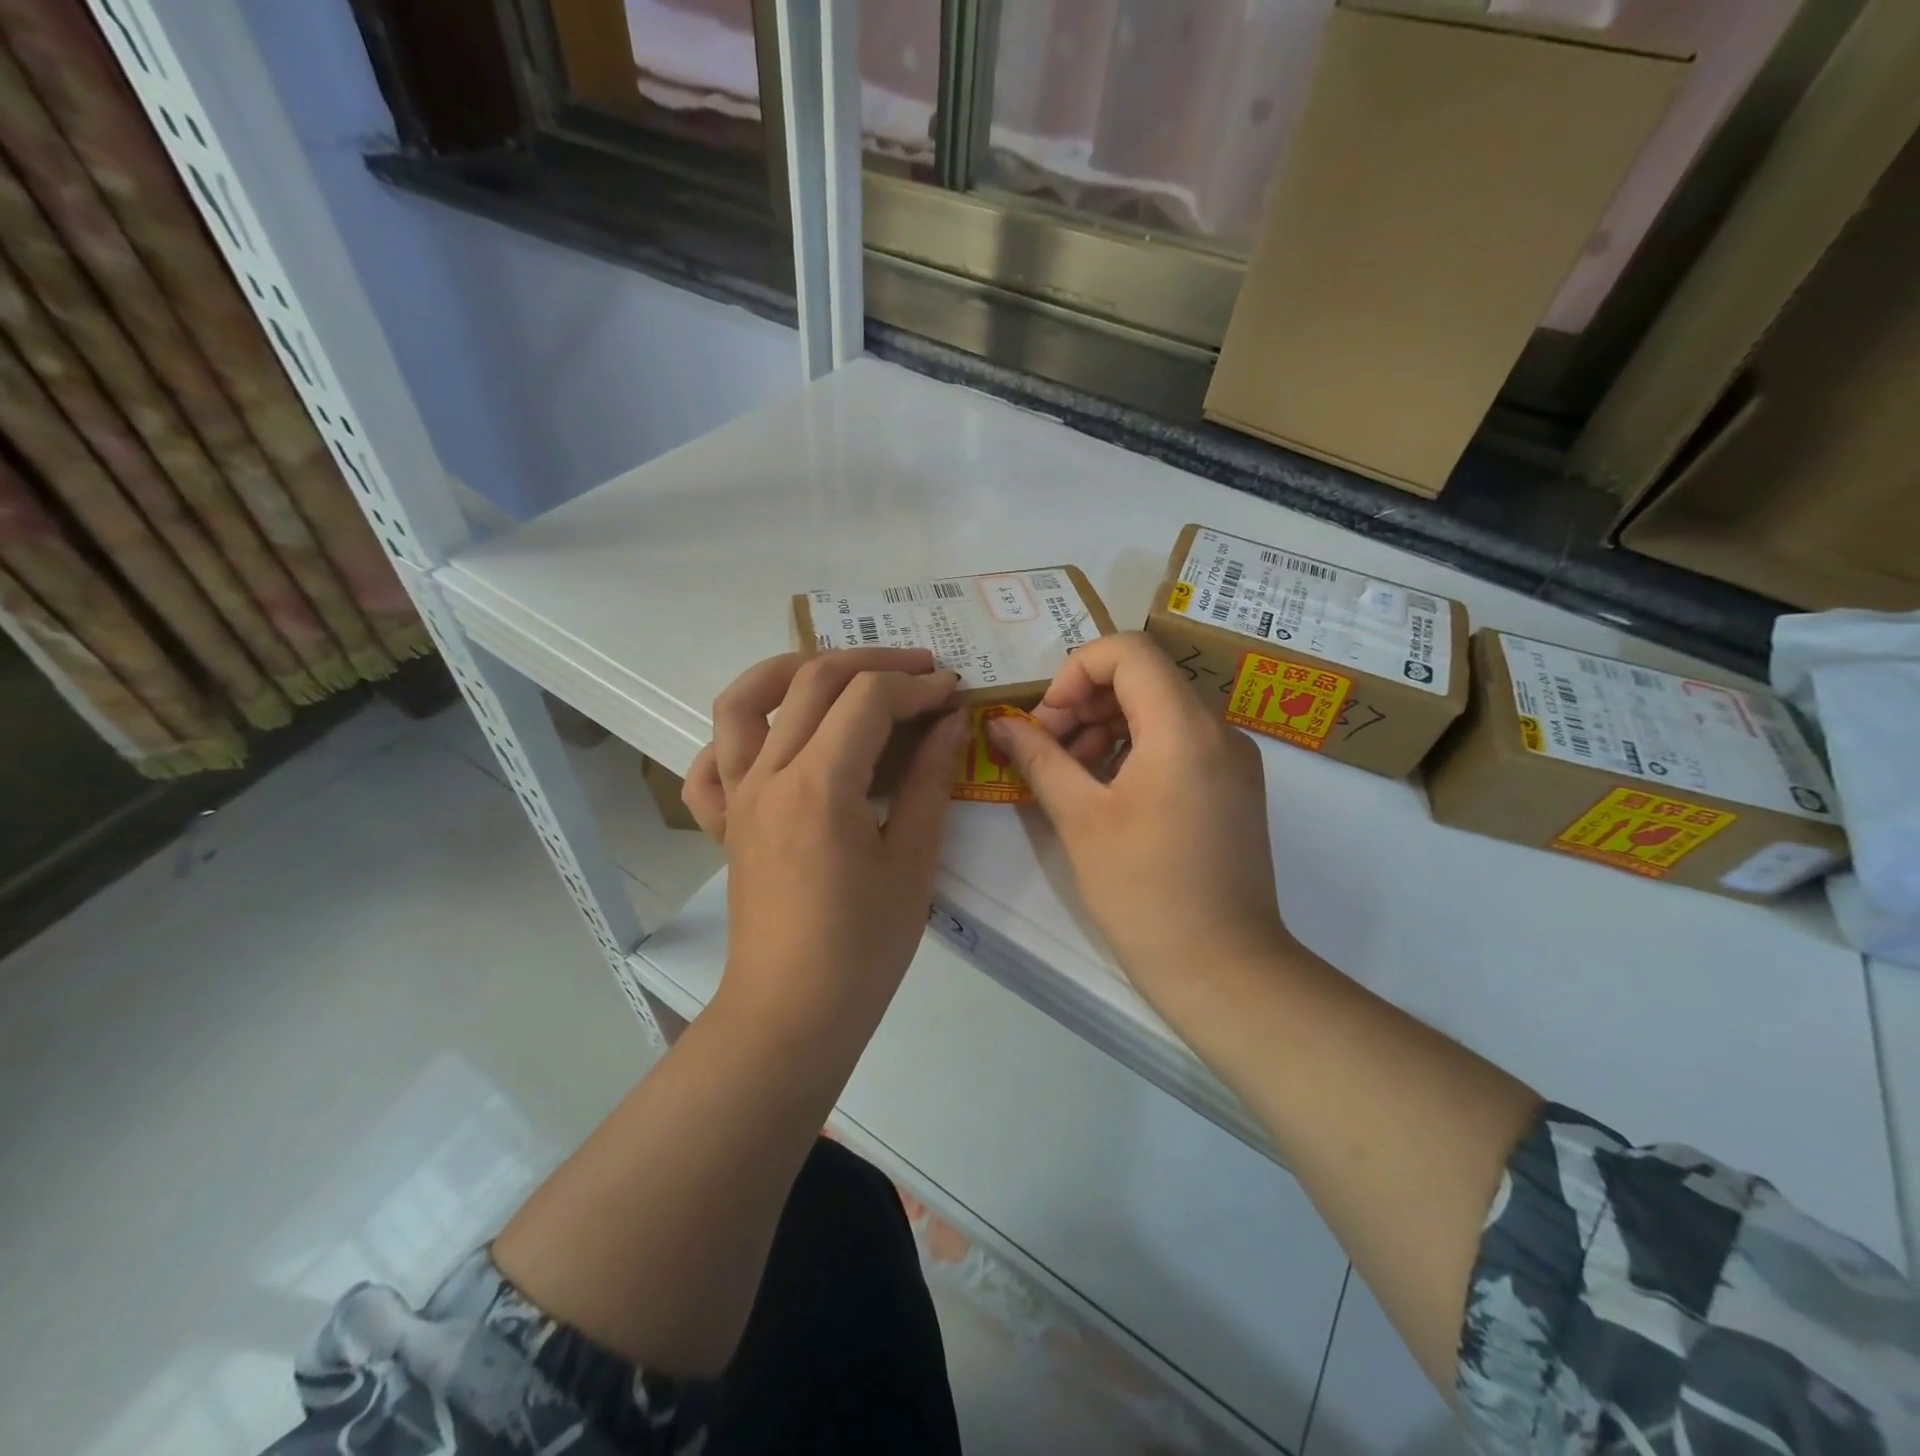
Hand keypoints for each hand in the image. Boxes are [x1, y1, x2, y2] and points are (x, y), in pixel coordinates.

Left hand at [683, 648, 965, 1034]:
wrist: (793, 1013)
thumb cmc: (863, 946)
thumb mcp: (913, 861)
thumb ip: (930, 780)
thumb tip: (950, 723)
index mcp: (820, 783)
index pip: (868, 698)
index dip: (917, 686)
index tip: (954, 692)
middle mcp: (768, 774)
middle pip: (813, 680)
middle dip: (873, 663)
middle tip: (919, 672)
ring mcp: (737, 797)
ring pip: (744, 701)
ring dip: (790, 669)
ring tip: (835, 671)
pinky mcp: (724, 824)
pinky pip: (710, 766)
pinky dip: (734, 739)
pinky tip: (770, 742)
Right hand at [987, 632, 1290, 1009]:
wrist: (1223, 968)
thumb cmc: (1143, 890)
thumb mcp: (1079, 818)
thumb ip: (1038, 758)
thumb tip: (999, 723)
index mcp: (1183, 727)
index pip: (1128, 652)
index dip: (1075, 671)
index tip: (1047, 719)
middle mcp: (1218, 730)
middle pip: (1144, 678)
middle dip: (1085, 702)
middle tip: (1047, 749)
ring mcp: (1233, 760)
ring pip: (1160, 711)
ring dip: (1107, 727)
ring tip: (1071, 775)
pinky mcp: (1234, 788)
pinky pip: (1179, 743)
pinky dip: (1136, 750)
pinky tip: (1106, 793)